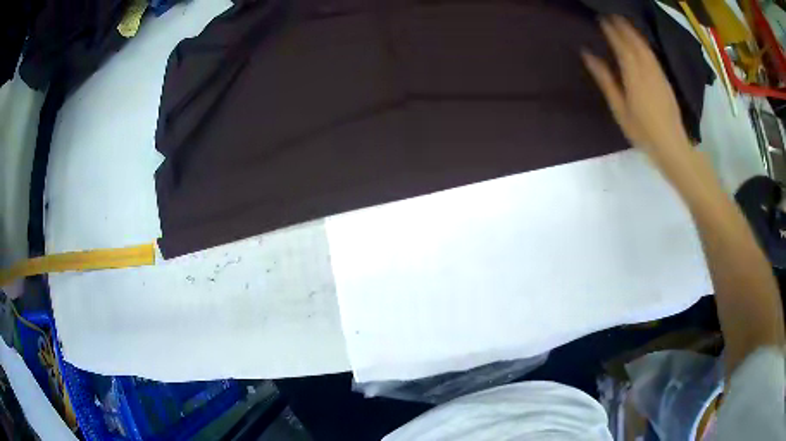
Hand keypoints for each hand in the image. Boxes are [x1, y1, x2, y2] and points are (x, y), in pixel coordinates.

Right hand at [582, 16, 694, 178]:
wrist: (672, 146)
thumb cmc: (643, 132)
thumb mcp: (619, 108)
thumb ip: (605, 79)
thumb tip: (588, 55)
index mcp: (633, 75)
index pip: (620, 45)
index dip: (611, 30)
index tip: (601, 18)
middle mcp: (647, 69)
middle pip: (634, 41)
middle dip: (622, 26)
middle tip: (611, 14)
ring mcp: (658, 73)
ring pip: (644, 46)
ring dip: (633, 32)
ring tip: (623, 22)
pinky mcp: (665, 79)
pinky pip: (652, 54)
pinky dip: (644, 43)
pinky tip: (640, 41)